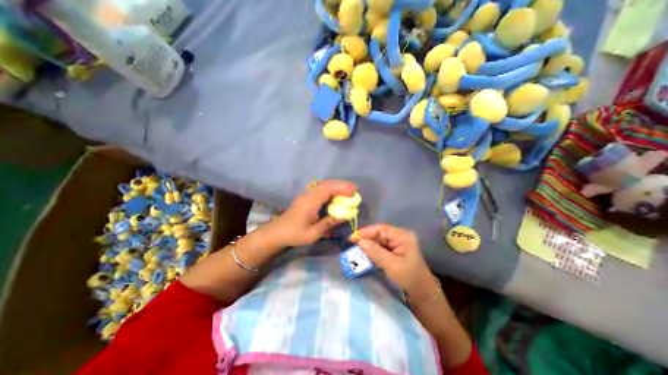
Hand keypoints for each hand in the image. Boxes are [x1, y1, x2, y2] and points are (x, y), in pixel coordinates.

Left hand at [267, 178, 357, 248]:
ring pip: (323, 184)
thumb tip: (345, 215)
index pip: (327, 189)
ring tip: (348, 190)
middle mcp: (308, 195)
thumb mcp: (314, 233)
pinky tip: (335, 193)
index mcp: (310, 202)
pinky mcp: (305, 197)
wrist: (277, 233)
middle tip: (354, 189)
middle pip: (326, 184)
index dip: (341, 188)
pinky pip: (320, 188)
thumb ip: (329, 222)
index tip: (354, 191)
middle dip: (341, 184)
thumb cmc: (295, 234)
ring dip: (336, 185)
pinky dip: (330, 188)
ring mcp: (306, 195)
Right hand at [350, 224, 438, 299]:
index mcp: (402, 236)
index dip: (366, 232)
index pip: (380, 229)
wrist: (422, 294)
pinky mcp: (393, 251)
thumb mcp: (392, 265)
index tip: (352, 238)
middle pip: (378, 234)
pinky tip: (364, 254)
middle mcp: (399, 236)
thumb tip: (360, 241)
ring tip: (355, 249)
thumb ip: (375, 252)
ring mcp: (396, 244)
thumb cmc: (409, 278)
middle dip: (365, 239)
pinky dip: (371, 251)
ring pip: (377, 241)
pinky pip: (379, 248)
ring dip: (367, 245)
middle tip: (351, 244)